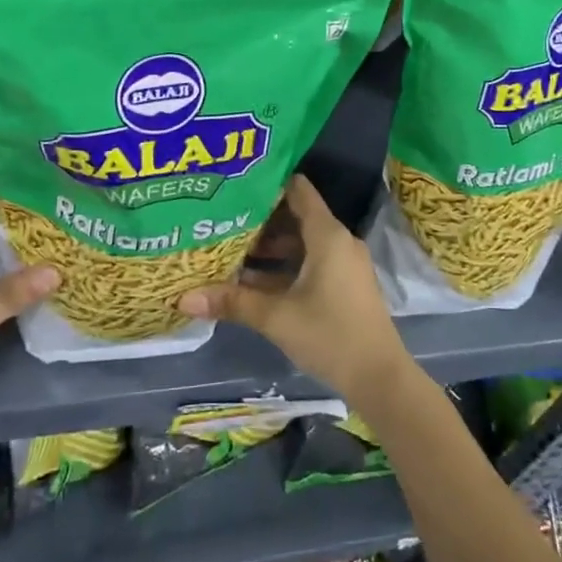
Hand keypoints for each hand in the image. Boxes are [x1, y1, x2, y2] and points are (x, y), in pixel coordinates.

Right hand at [179, 175, 412, 403]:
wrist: (379, 377)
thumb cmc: (330, 335)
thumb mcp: (276, 317)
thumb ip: (232, 302)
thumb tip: (183, 297)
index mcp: (327, 235)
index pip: (297, 190)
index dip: (268, 184)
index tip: (235, 184)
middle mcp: (338, 241)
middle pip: (296, 216)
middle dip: (260, 219)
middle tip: (222, 218)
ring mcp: (343, 264)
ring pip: (302, 243)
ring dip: (270, 247)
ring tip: (230, 249)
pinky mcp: (344, 284)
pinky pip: (310, 262)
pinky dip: (285, 266)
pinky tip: (252, 280)